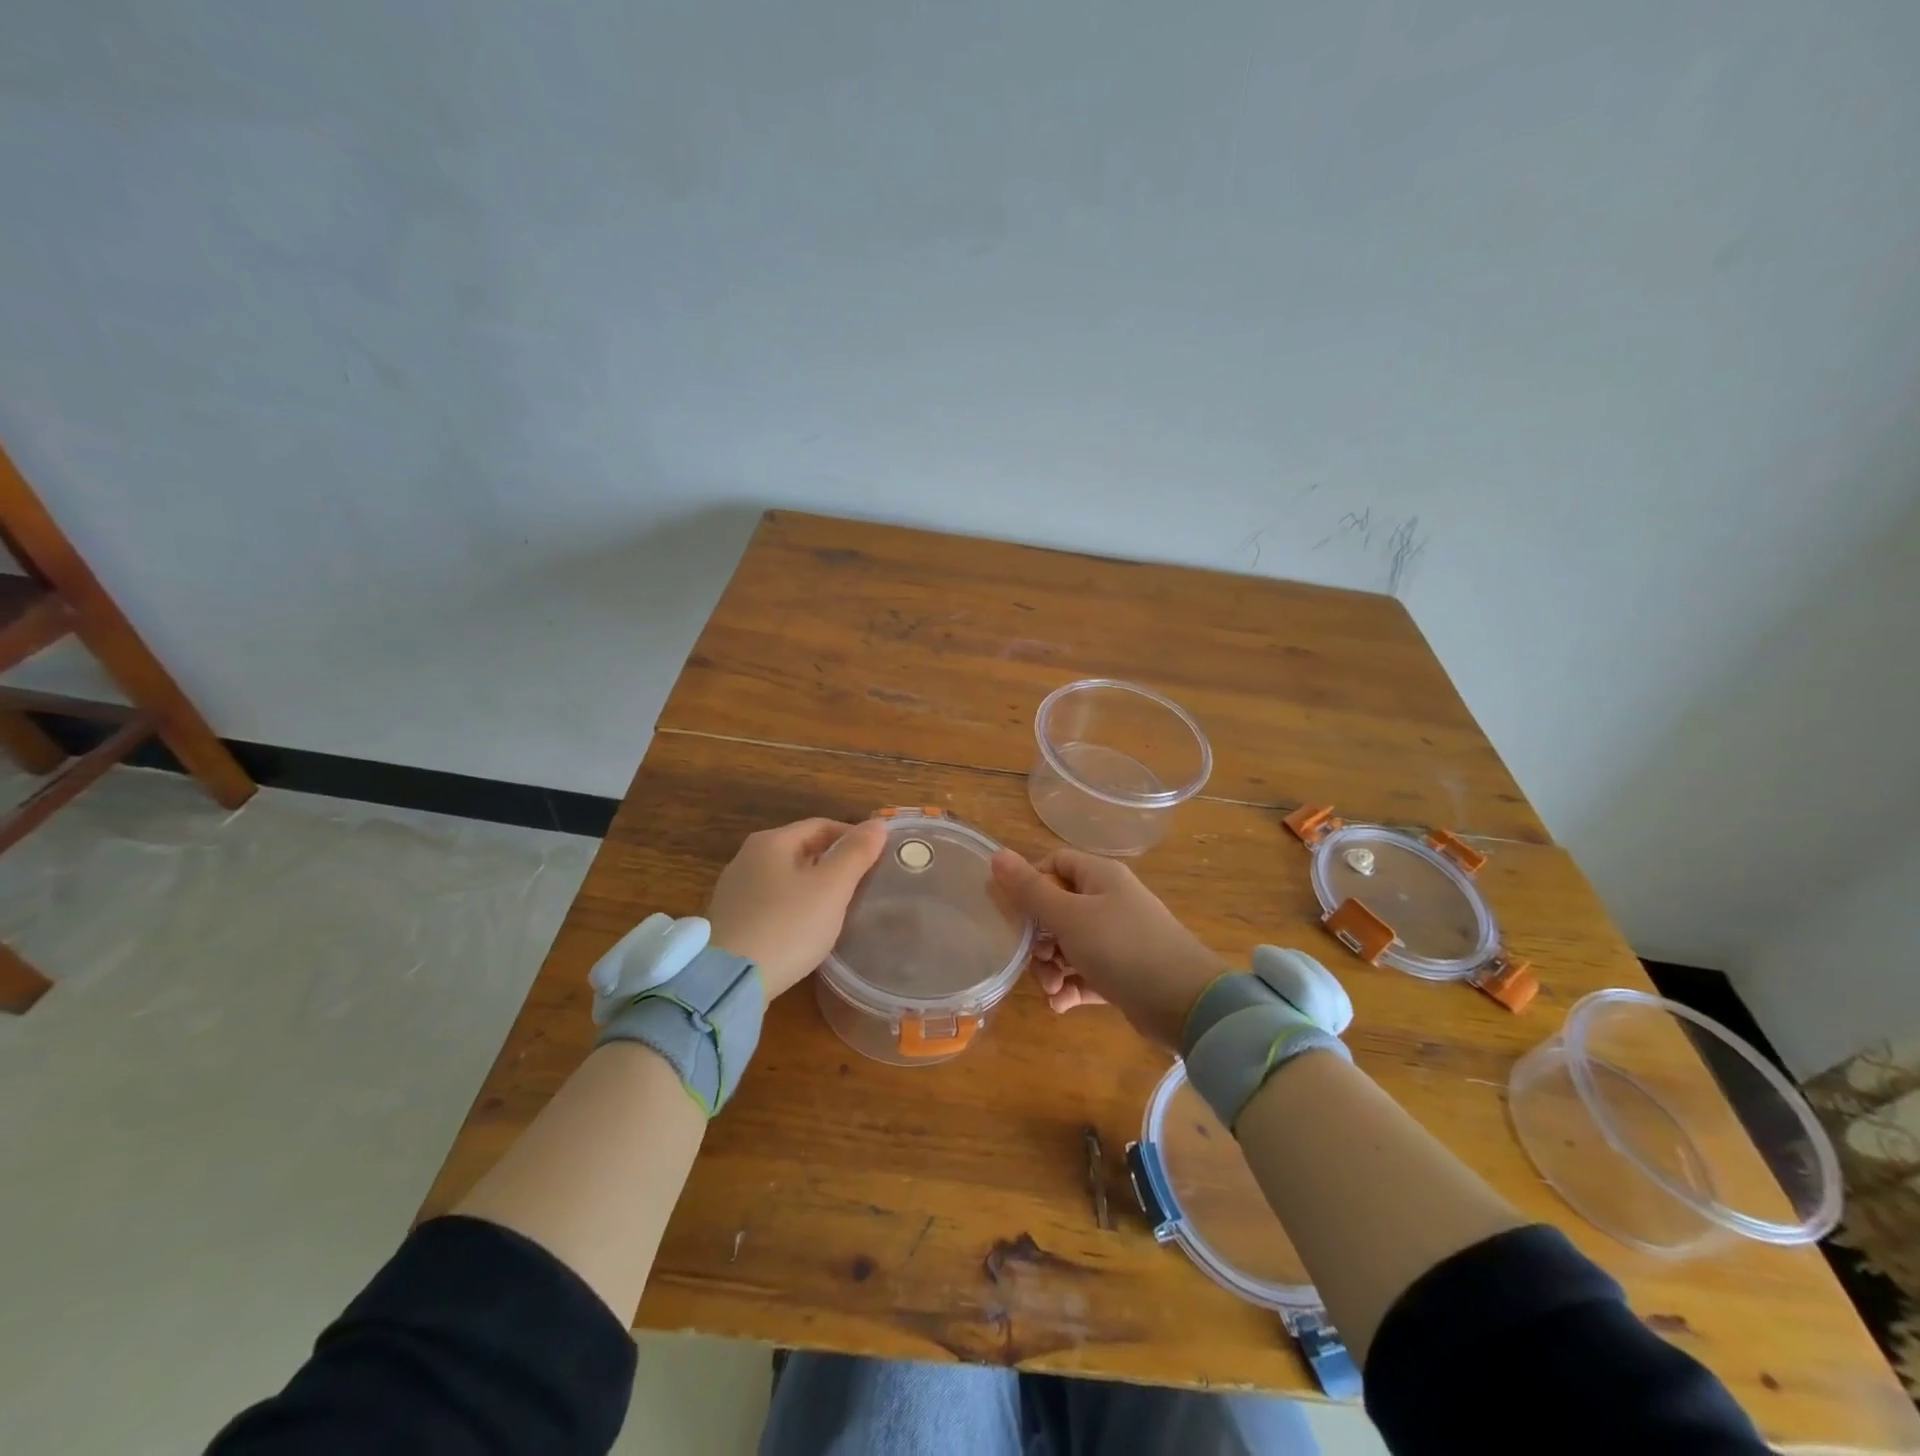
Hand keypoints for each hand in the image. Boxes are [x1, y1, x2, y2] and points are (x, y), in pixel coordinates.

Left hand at [707, 818, 888, 998]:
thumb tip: (878, 824)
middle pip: (801, 849)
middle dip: (834, 861)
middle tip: (863, 883)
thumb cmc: (787, 926)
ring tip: (840, 906)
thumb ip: (856, 853)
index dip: (853, 837)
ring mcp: (734, 890)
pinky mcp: (731, 921)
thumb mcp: (831, 888)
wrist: (729, 982)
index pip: (821, 826)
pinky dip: (795, 906)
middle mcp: (747, 858)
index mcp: (771, 842)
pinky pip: (772, 902)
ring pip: (786, 877)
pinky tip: (807, 928)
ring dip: (814, 885)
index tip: (877, 858)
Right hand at [989, 847, 1223, 1049]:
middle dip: (1040, 939)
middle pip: (1058, 909)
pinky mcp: (1124, 973)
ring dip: (1052, 968)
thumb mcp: (1069, 917)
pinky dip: (1071, 988)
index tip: (1013, 912)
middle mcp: (1110, 902)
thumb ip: (1030, 890)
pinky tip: (1061, 1005)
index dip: (1031, 883)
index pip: (1056, 864)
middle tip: (1036, 960)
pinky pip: (1086, 974)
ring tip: (1052, 989)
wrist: (1184, 1002)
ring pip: (1070, 946)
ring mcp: (1118, 939)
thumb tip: (996, 855)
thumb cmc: (1121, 947)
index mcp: (1099, 877)